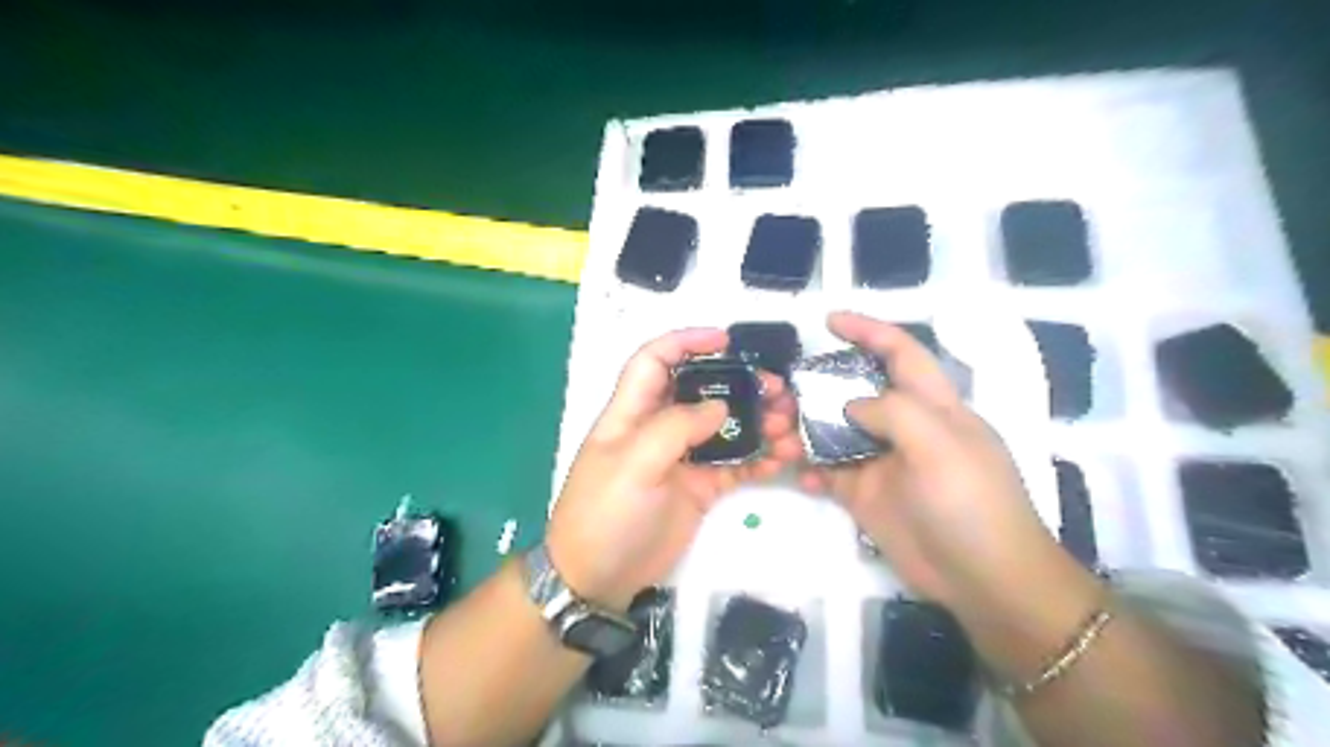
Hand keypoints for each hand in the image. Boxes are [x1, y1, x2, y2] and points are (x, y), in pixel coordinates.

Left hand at [542, 329, 797, 609]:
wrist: (598, 578)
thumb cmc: (605, 514)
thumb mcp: (633, 465)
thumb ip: (675, 428)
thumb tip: (719, 407)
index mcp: (632, 413)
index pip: (655, 361)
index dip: (685, 342)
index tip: (725, 340)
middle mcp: (659, 428)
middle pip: (701, 391)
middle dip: (739, 384)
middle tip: (777, 389)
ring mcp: (682, 459)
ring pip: (725, 427)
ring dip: (758, 422)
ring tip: (790, 426)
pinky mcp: (700, 488)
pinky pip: (735, 465)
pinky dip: (759, 458)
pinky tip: (783, 458)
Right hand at [798, 311, 1065, 614]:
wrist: (983, 579)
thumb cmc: (971, 502)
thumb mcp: (941, 445)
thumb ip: (894, 412)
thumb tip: (850, 404)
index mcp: (931, 405)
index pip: (900, 353)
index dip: (868, 331)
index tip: (829, 320)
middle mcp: (904, 427)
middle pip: (854, 391)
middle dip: (818, 386)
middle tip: (783, 393)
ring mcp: (882, 461)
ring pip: (834, 431)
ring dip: (804, 430)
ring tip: (778, 436)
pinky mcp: (866, 495)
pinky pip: (829, 472)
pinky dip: (810, 469)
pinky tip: (799, 476)